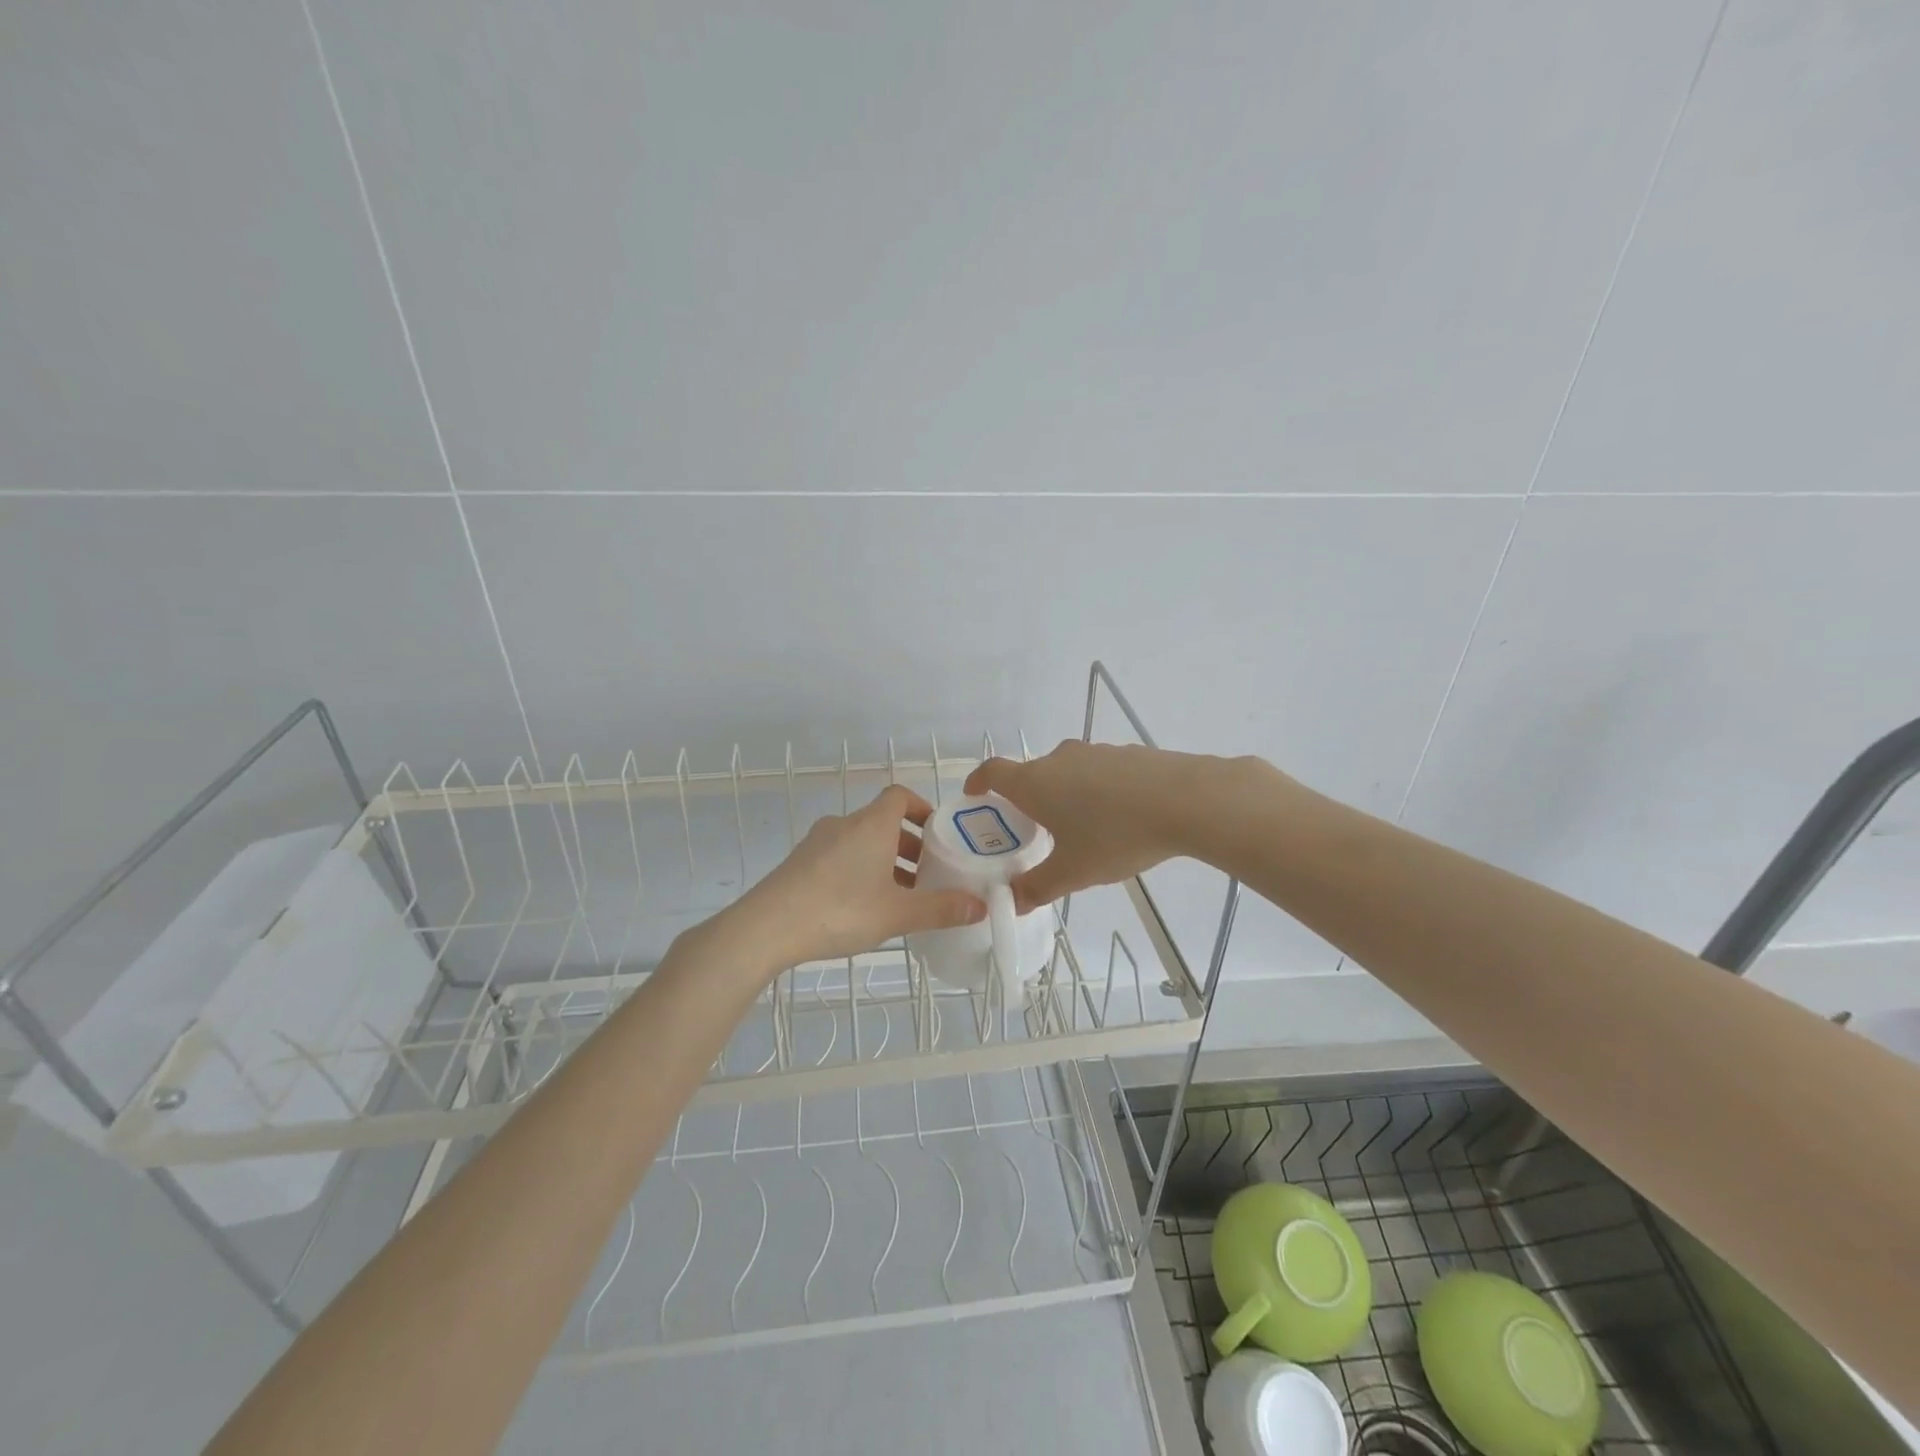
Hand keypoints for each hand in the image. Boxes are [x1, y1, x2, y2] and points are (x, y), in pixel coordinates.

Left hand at [727, 784, 987, 970]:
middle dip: (909, 844)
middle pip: (883, 822)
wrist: (767, 927)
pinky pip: (839, 856)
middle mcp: (845, 823)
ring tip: (899, 896)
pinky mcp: (799, 862)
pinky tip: (863, 907)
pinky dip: (859, 870)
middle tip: (928, 875)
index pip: (900, 796)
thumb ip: (940, 909)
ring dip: (884, 860)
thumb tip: (980, 906)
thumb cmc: (840, 909)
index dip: (922, 809)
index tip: (938, 835)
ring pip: (861, 842)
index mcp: (872, 824)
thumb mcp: (897, 914)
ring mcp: (818, 842)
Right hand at [965, 741, 1244, 911]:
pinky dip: (1096, 790)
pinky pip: (1099, 772)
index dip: (978, 782)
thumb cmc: (1115, 835)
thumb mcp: (1073, 872)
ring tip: (1080, 828)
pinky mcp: (1127, 754)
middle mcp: (1059, 759)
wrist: (1186, 800)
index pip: (993, 772)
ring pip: (1067, 772)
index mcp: (1035, 783)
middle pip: (1031, 775)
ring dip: (1064, 794)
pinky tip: (1118, 817)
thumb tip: (1012, 902)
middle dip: (1027, 800)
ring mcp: (1095, 752)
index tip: (974, 794)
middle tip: (1033, 830)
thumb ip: (1037, 887)